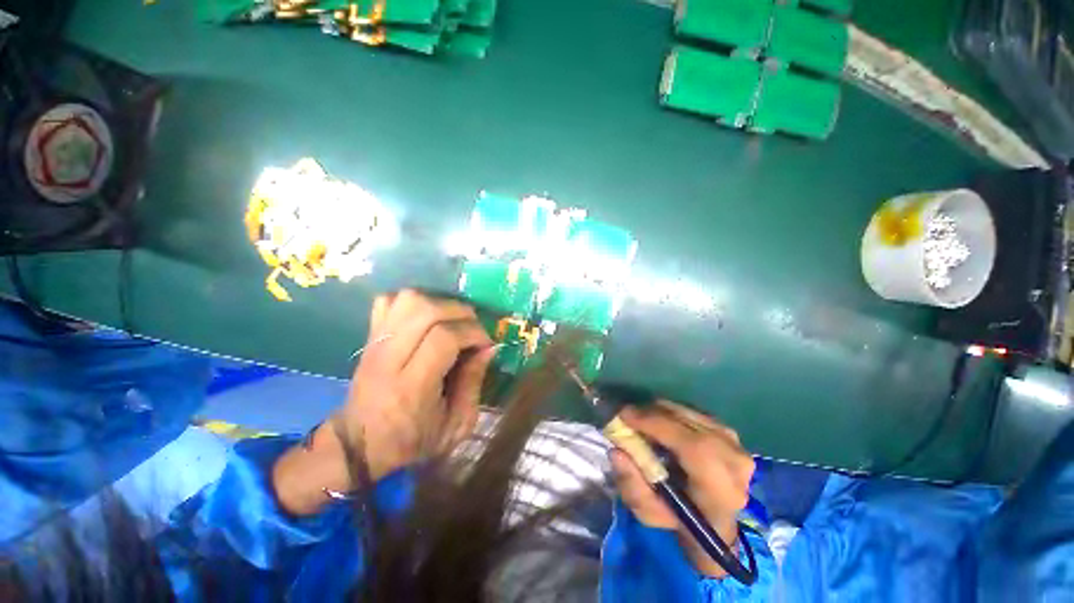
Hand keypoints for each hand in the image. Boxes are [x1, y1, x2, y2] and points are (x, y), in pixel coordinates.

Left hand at [339, 289, 495, 480]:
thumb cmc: (412, 442)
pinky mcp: (369, 338)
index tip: (486, 343)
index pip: (444, 338)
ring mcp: (375, 344)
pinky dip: (414, 302)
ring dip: (439, 303)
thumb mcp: (456, 425)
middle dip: (461, 312)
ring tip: (453, 320)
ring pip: (407, 300)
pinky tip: (428, 317)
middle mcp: (389, 359)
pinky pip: (389, 301)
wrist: (358, 446)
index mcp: (411, 387)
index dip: (472, 333)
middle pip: (426, 311)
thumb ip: (474, 383)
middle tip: (473, 328)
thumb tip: (488, 347)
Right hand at [610, 401, 753, 577]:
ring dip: (661, 411)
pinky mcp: (730, 433)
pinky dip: (672, 412)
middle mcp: (735, 463)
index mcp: (721, 491)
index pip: (694, 447)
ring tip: (641, 419)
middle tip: (628, 414)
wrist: (712, 520)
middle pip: (690, 423)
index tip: (625, 415)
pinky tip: (659, 420)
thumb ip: (631, 485)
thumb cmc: (678, 520)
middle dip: (653, 414)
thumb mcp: (648, 512)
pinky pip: (694, 412)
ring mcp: (736, 445)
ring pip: (690, 414)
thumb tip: (616, 451)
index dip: (657, 425)